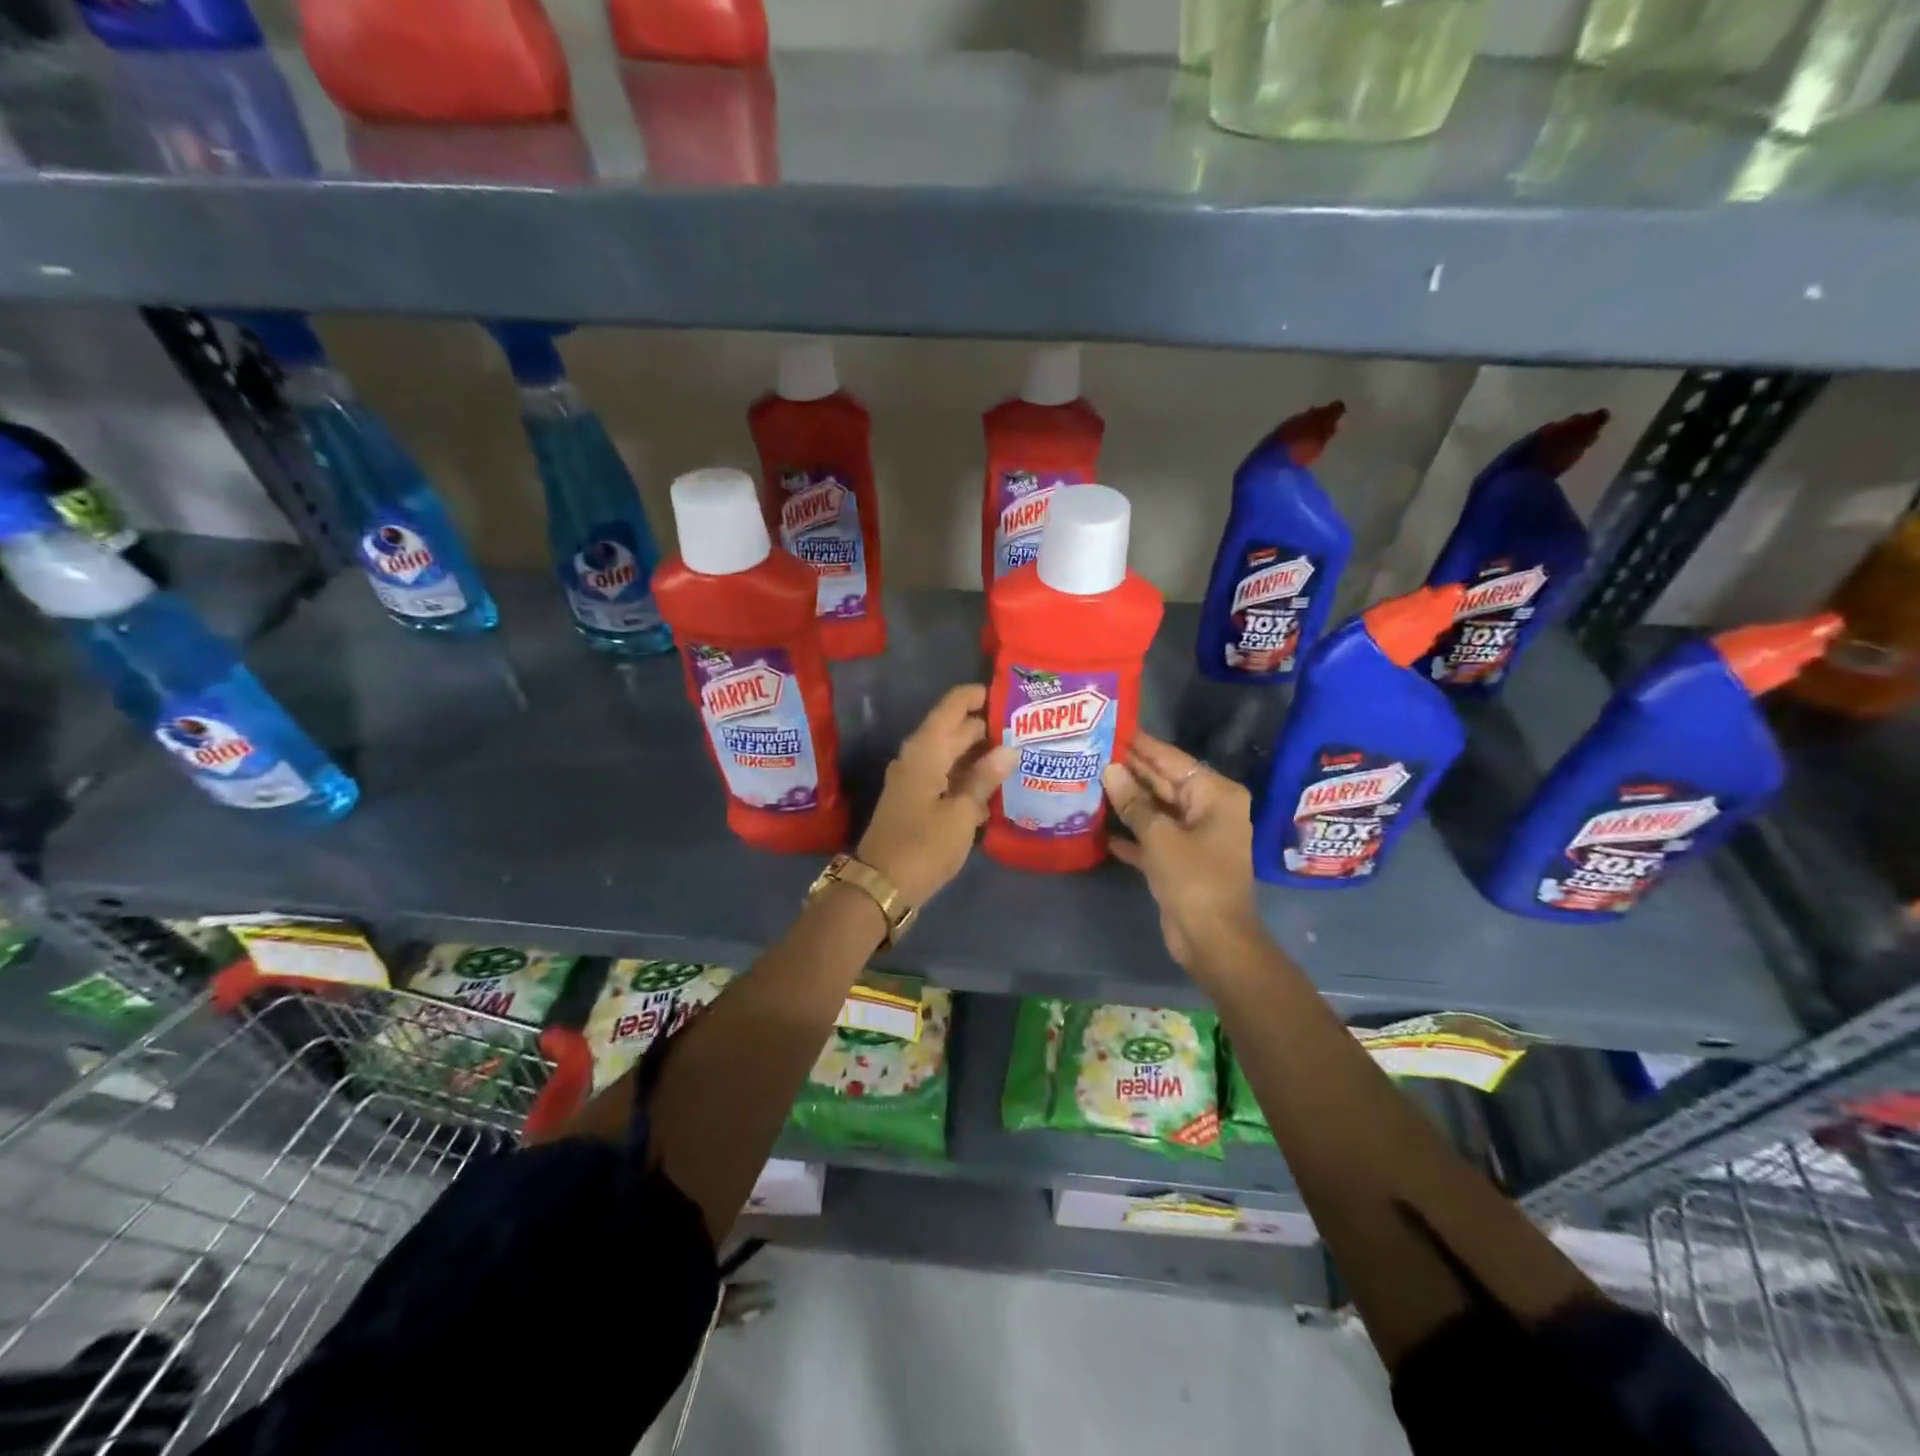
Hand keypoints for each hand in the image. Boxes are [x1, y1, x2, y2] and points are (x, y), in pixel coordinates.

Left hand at [857, 684, 1016, 908]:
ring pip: (950, 757)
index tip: (1004, 693)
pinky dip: (966, 779)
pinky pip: (944, 779)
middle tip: (1022, 728)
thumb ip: (984, 779)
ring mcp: (913, 781)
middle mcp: (916, 758)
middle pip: (952, 731)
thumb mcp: (961, 813)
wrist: (881, 886)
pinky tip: (993, 791)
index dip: (975, 696)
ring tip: (1016, 756)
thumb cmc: (923, 846)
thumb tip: (1008, 750)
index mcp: (925, 751)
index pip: (951, 708)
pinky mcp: (915, 803)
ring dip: (978, 755)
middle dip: (984, 727)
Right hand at [1102, 733, 1261, 969]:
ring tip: (1089, 781)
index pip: (1172, 760)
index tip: (1112, 727)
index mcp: (1215, 795)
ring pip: (1156, 810)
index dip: (1142, 745)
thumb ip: (1133, 802)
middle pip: (1164, 783)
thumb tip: (1110, 770)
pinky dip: (1131, 834)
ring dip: (1127, 802)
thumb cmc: (1194, 879)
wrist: (1212, 939)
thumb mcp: (1160, 836)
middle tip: (1092, 752)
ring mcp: (1195, 836)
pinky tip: (1102, 829)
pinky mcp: (1180, 860)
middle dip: (1130, 772)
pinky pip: (1153, 837)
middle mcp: (1208, 810)